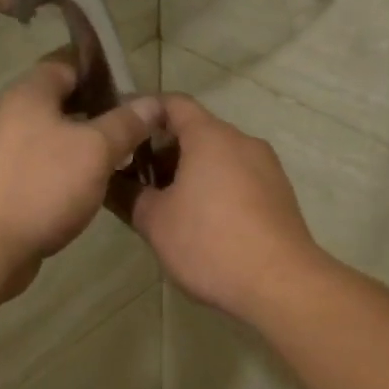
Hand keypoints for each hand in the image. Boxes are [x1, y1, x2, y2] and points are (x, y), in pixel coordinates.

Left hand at [0, 56, 165, 300]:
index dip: (102, 70)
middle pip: (63, 102)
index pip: (67, 63)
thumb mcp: (95, 149)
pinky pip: (47, 167)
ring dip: (88, 144)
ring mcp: (8, 153)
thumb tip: (153, 102)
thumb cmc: (42, 185)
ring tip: (125, 156)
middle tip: (138, 126)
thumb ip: (126, 123)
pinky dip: (71, 171)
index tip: (135, 87)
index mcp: (30, 94)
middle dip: (100, 111)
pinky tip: (97, 186)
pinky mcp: (9, 185)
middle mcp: (14, 116)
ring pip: (56, 138)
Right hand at [125, 95, 321, 318]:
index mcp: (210, 136)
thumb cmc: (209, 243)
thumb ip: (128, 196)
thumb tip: (108, 183)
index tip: (122, 133)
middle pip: (196, 132)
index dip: (143, 113)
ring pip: (218, 158)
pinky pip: (238, 179)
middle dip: (162, 152)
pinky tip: (200, 225)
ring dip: (188, 174)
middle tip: (134, 181)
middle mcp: (242, 142)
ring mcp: (266, 168)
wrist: (280, 284)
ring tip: (164, 207)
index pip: (173, 104)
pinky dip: (214, 189)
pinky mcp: (279, 195)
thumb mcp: (155, 222)